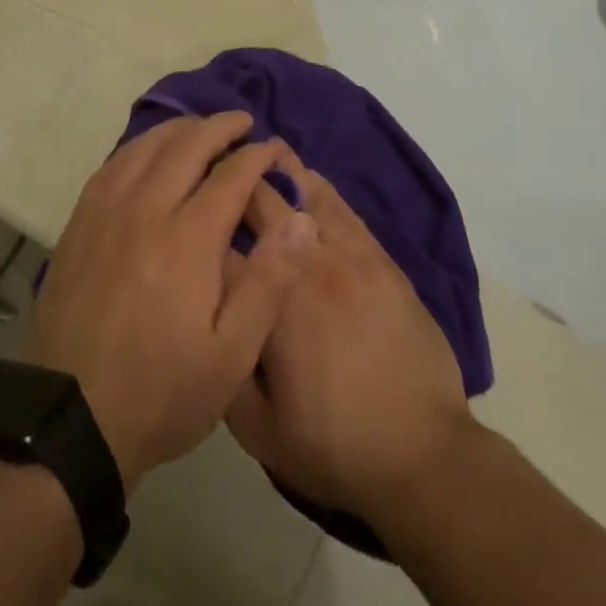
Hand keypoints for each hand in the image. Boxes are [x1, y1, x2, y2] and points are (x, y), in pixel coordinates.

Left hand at [26, 113, 317, 489]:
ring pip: (145, 147)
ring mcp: (106, 213)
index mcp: (187, 239)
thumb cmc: (162, 391)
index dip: (257, 155)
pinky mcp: (80, 223)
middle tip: (242, 123)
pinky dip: (139, 147)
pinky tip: (148, 153)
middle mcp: (145, 210)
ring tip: (200, 129)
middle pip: (186, 145)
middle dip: (219, 127)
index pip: (230, 174)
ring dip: (178, 129)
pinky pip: (113, 164)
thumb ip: (269, 282)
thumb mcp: (231, 355)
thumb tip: (302, 221)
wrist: (71, 418)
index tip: (274, 149)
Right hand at [223, 155, 474, 525]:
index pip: (222, 246)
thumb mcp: (257, 429)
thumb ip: (221, 366)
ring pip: (305, 195)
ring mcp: (350, 256)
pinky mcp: (381, 260)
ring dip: (278, 172)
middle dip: (235, 183)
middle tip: (215, 166)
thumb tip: (205, 317)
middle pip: (262, 204)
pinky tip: (306, 177)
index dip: (199, 226)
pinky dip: (318, 188)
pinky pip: (343, 209)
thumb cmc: (332, 445)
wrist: (422, 453)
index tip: (183, 213)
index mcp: (273, 302)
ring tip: (259, 152)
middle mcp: (308, 265)